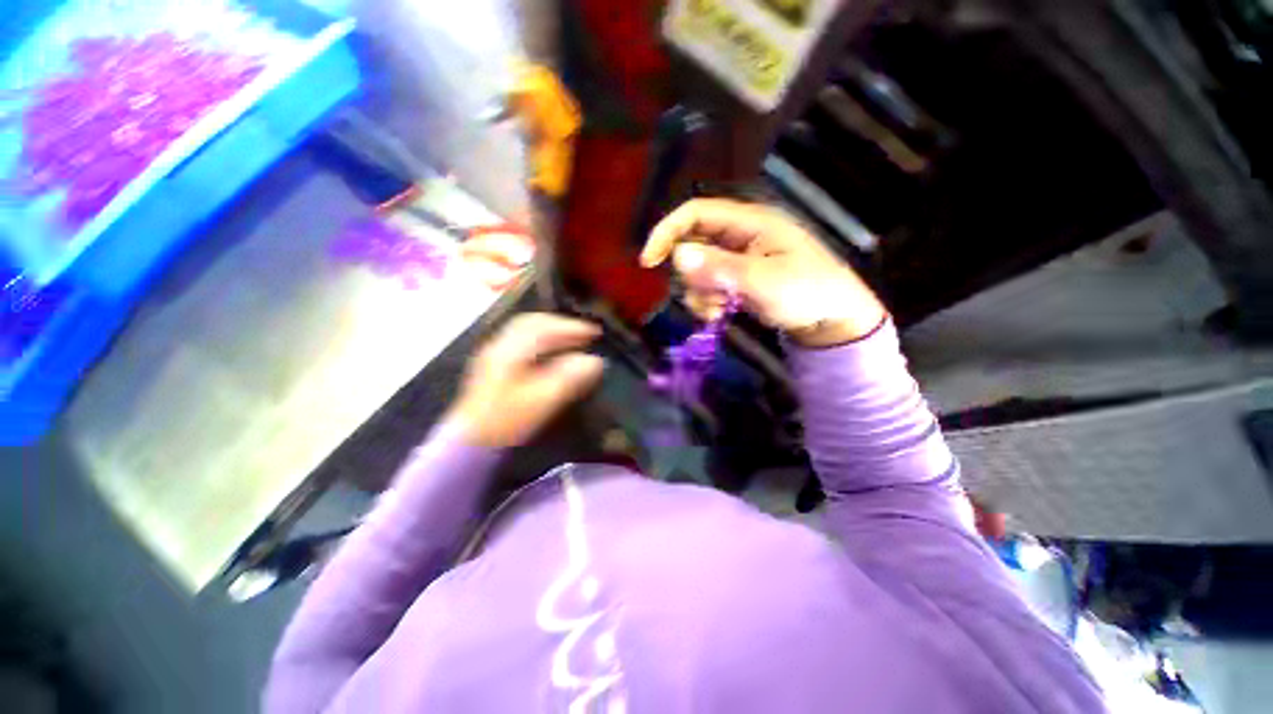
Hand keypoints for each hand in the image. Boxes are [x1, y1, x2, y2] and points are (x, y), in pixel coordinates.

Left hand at [447, 313, 604, 447]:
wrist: (470, 442)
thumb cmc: (507, 420)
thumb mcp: (543, 399)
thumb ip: (570, 378)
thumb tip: (595, 361)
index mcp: (511, 349)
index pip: (545, 327)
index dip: (572, 327)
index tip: (594, 333)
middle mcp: (500, 345)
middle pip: (533, 323)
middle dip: (561, 326)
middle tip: (583, 334)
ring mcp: (494, 355)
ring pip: (526, 332)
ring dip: (552, 332)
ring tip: (571, 342)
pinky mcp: (493, 367)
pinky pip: (522, 343)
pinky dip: (541, 342)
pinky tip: (550, 355)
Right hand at [640, 199, 886, 347]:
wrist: (832, 319)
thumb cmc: (808, 292)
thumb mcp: (764, 281)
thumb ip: (721, 269)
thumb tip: (678, 256)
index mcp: (749, 222)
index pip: (696, 213)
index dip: (668, 232)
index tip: (649, 262)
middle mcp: (739, 235)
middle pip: (693, 245)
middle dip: (691, 276)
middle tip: (706, 299)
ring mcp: (737, 257)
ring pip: (697, 269)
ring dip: (699, 293)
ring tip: (719, 311)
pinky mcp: (736, 277)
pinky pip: (708, 285)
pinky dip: (706, 301)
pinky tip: (720, 315)